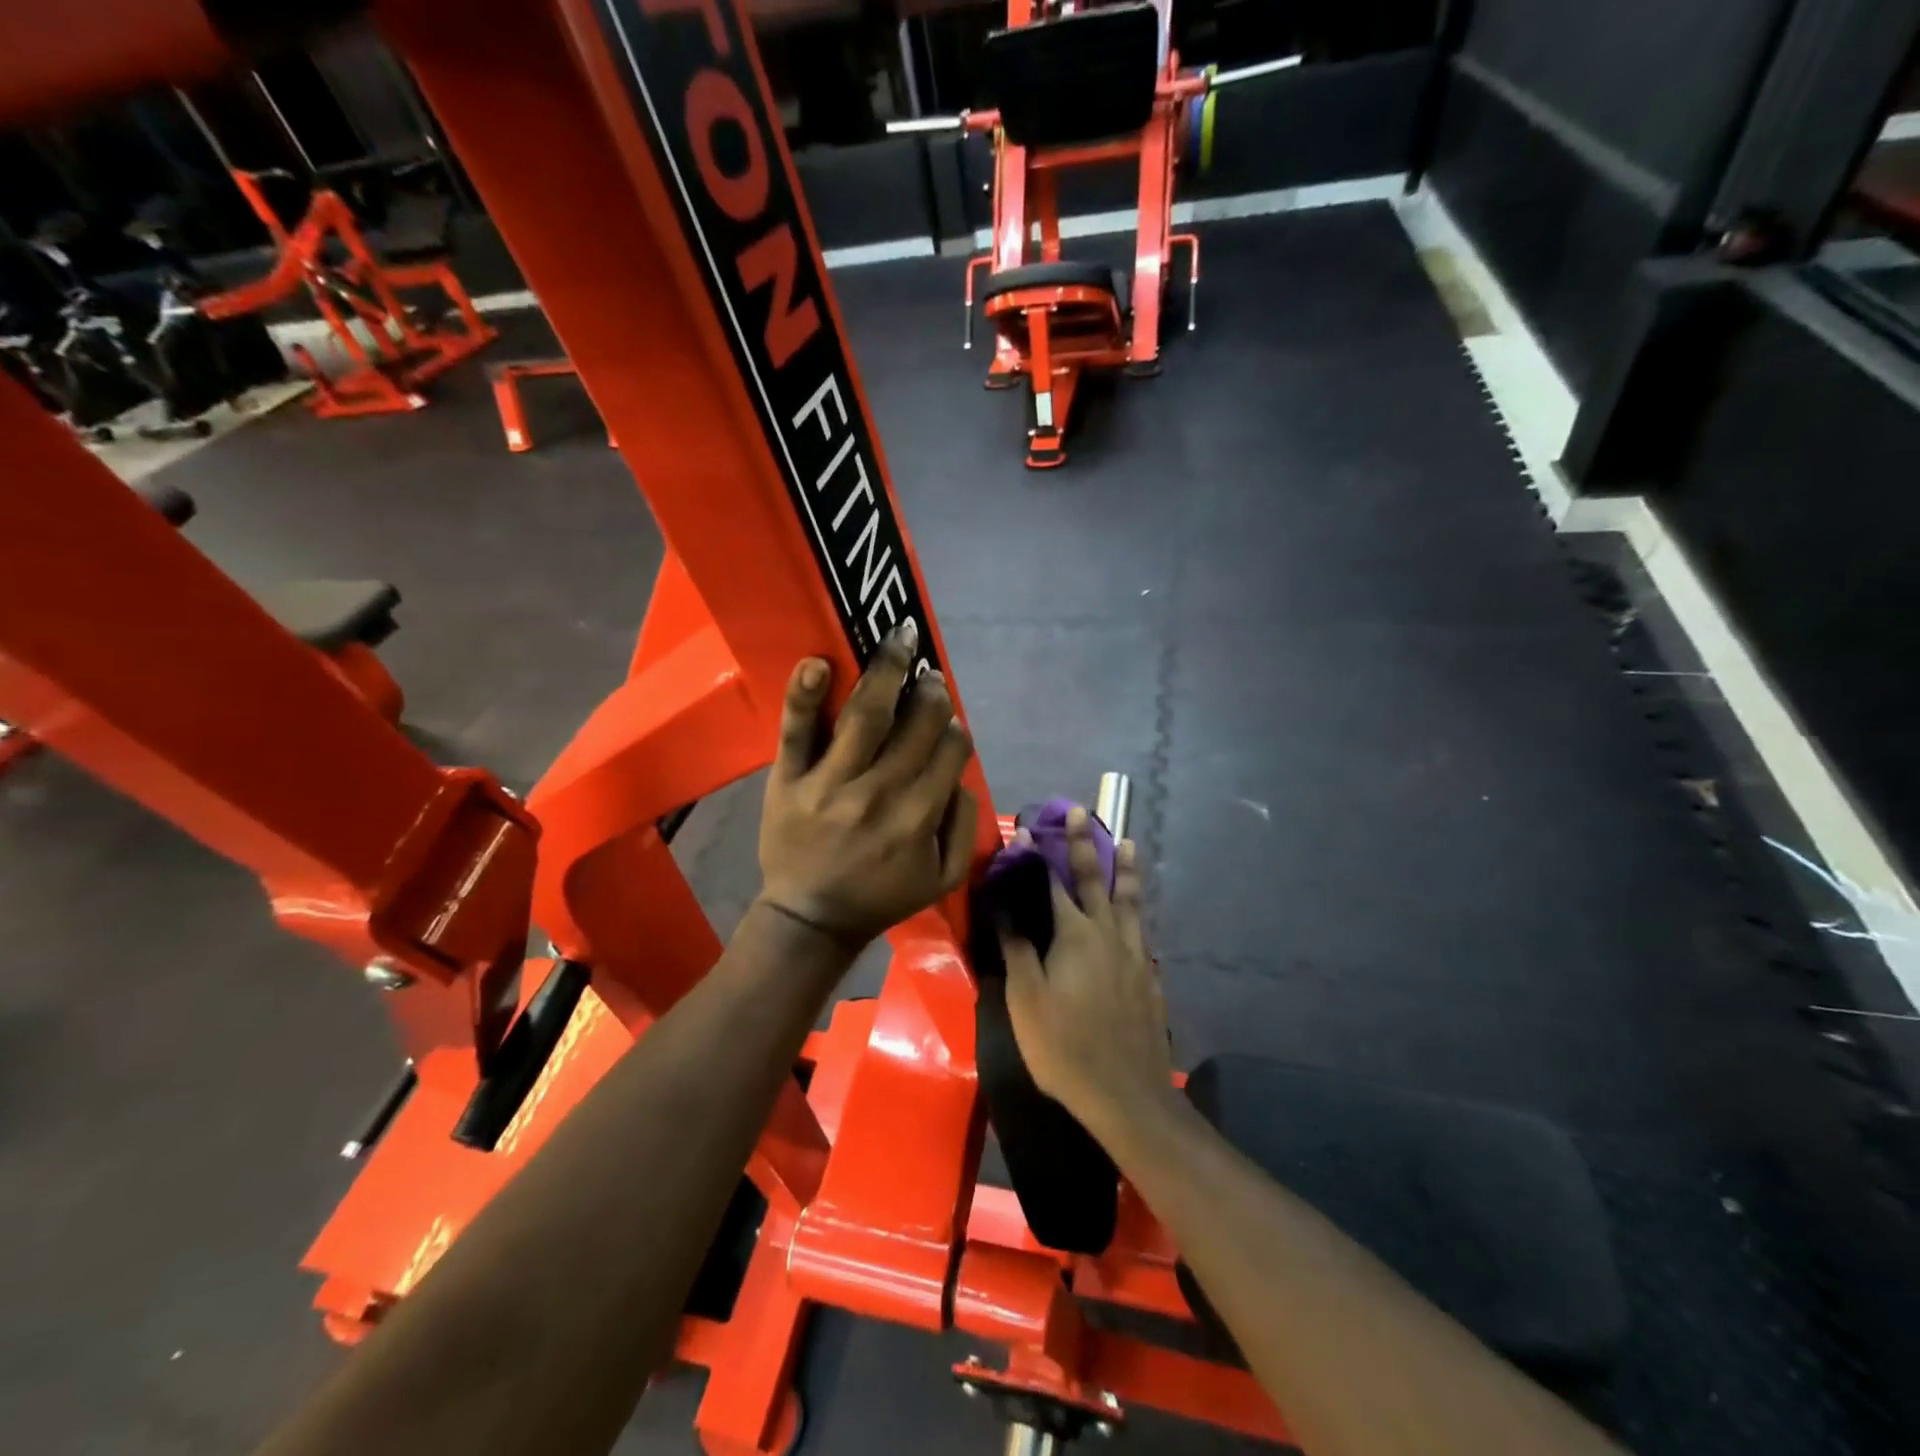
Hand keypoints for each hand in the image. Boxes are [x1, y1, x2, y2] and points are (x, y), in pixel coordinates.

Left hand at [758, 620, 977, 949]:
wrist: (810, 919)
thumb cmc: (880, 897)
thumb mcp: (942, 879)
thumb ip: (964, 826)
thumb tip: (961, 775)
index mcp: (918, 817)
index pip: (949, 751)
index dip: (955, 730)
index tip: (949, 722)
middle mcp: (879, 792)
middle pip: (915, 724)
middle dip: (930, 692)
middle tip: (930, 675)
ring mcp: (830, 782)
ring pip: (865, 714)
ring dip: (887, 669)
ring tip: (900, 638)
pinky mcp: (789, 779)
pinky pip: (797, 730)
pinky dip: (806, 694)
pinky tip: (818, 662)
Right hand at [1000, 807, 1174, 1133]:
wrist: (1127, 1094)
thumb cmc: (1065, 1046)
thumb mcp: (1026, 1000)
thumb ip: (1017, 949)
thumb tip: (1005, 907)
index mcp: (1075, 935)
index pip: (1055, 883)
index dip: (1042, 856)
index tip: (1032, 829)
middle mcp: (1108, 934)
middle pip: (1097, 880)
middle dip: (1087, 844)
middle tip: (1085, 812)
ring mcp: (1135, 955)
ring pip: (1130, 902)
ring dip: (1126, 870)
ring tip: (1129, 843)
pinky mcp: (1150, 978)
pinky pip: (1143, 932)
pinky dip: (1138, 913)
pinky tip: (1138, 917)